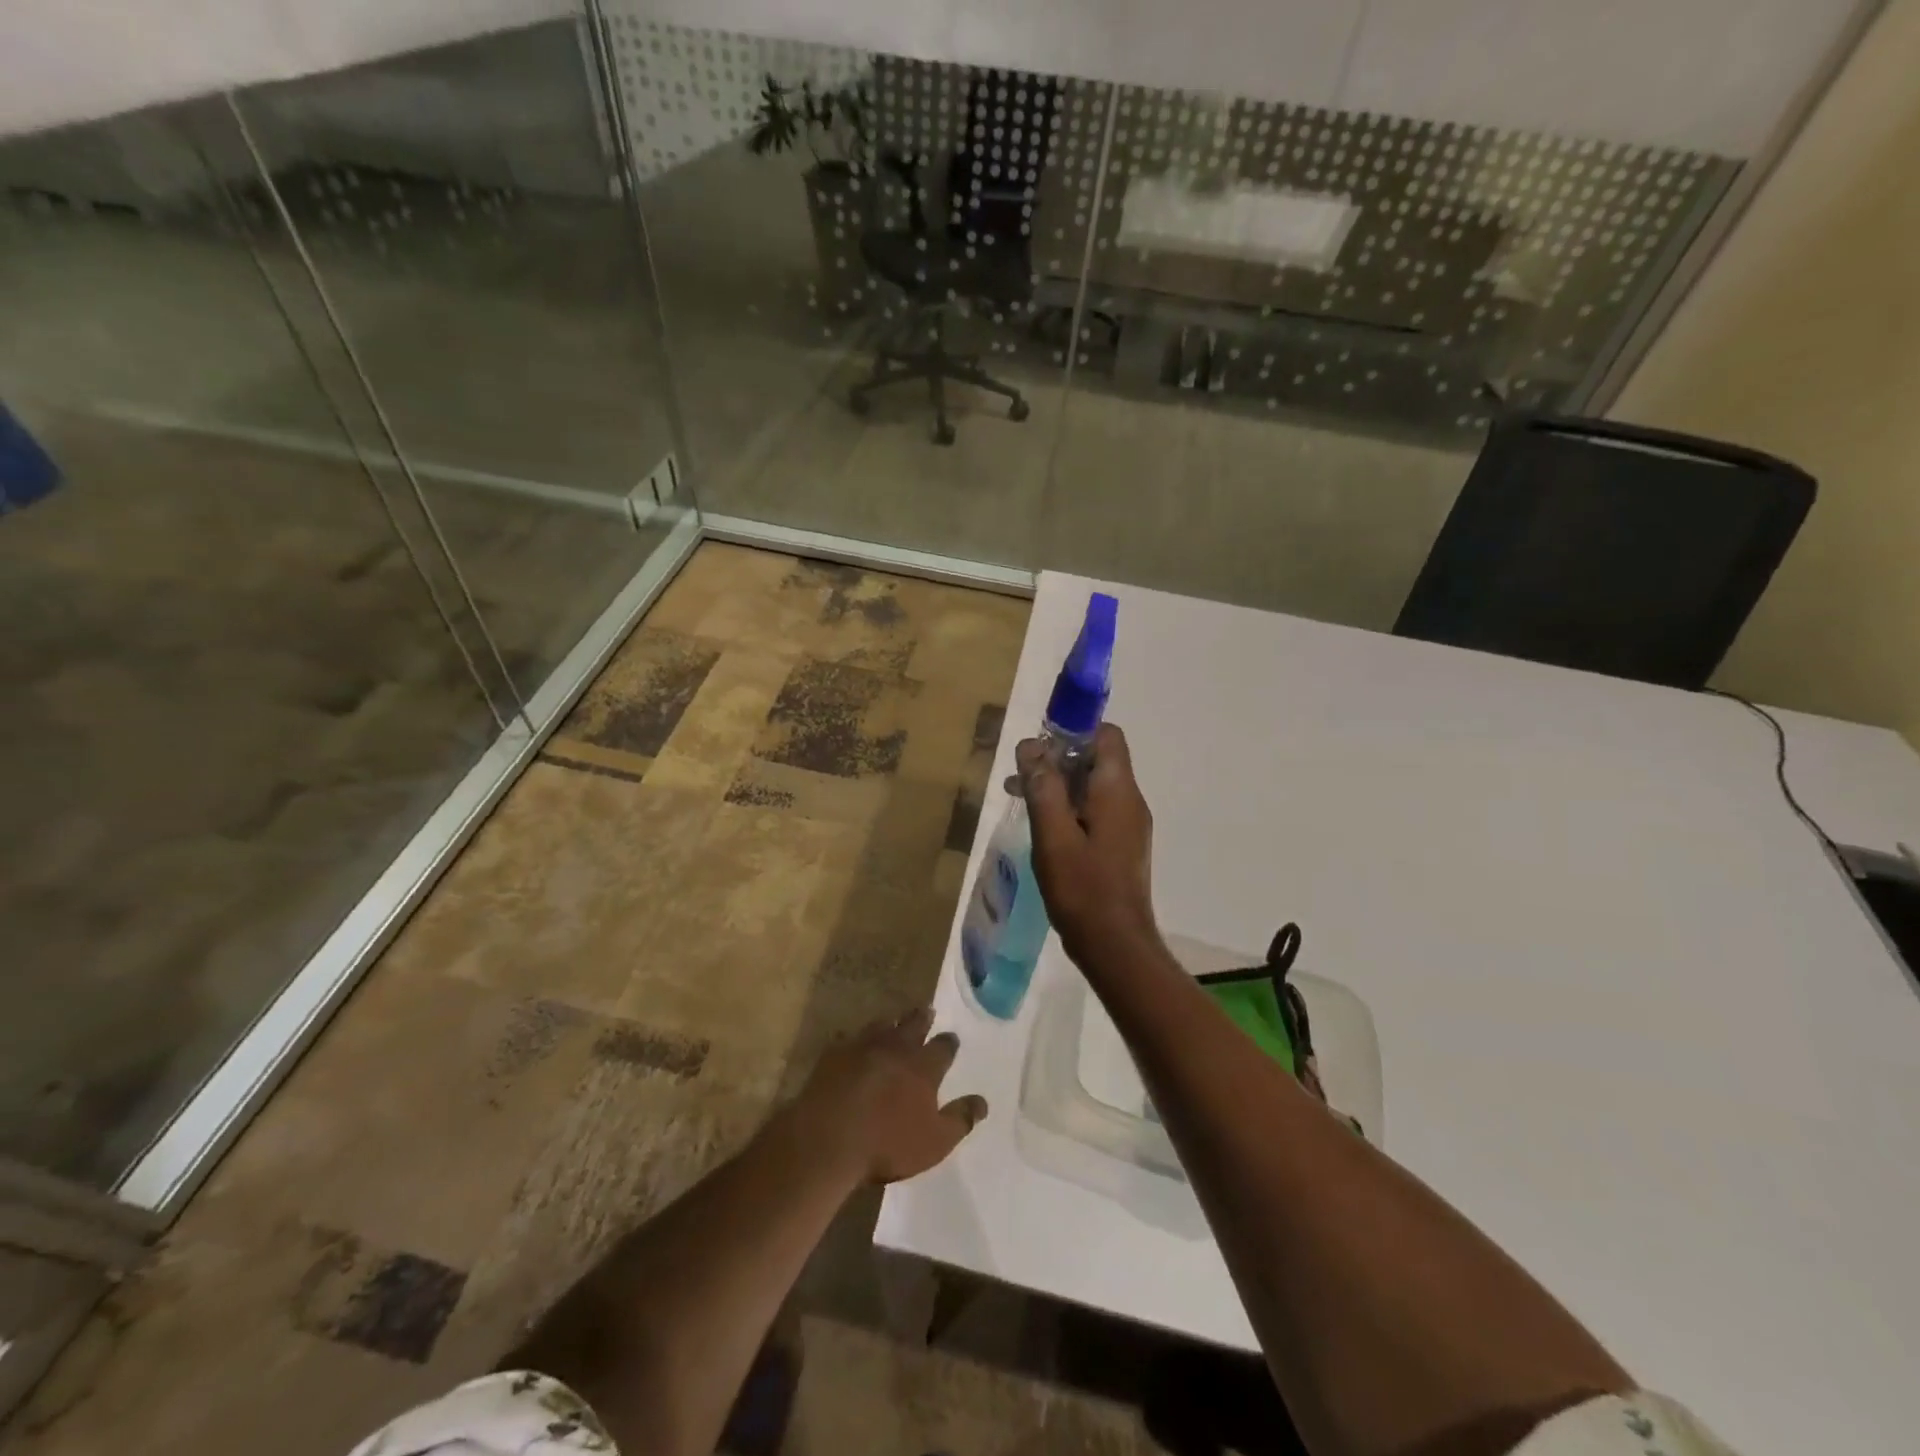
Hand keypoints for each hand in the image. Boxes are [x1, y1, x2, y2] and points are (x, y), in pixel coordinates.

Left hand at [788, 1010, 986, 1184]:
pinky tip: (853, 1041)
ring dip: (891, 1022)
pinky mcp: (834, 1053)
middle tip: (927, 1010)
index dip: (949, 1042)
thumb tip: (983, 1102)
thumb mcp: (934, 1142)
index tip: (951, 1038)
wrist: (828, 1139)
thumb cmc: (887, 1144)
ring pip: (882, 1025)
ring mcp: (863, 1046)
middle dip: (922, 1017)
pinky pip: (849, 1038)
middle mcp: (896, 1048)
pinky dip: (856, 1038)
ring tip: (895, 1020)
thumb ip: (960, 1119)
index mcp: (923, 1067)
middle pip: (913, 1025)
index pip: (943, 1047)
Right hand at [1019, 722, 1163, 968]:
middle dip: (1058, 759)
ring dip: (1059, 785)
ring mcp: (1128, 825)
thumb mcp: (1053, 835)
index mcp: (1118, 790)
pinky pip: (1095, 811)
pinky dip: (1069, 808)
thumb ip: (1042, 787)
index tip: (1039, 745)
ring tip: (1020, 798)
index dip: (1074, 730)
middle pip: (1097, 759)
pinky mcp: (1121, 846)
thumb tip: (1032, 746)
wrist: (1115, 945)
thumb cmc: (1083, 888)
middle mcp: (1130, 800)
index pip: (1107, 735)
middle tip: (1021, 775)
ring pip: (1094, 787)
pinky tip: (1042, 827)